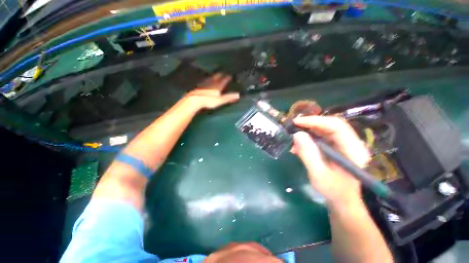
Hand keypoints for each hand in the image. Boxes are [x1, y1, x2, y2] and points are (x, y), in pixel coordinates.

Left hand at [184, 73, 239, 109]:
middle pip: (218, 76)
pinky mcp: (200, 85)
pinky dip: (208, 79)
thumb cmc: (209, 101)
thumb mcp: (221, 100)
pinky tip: (207, 80)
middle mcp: (212, 82)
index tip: (230, 76)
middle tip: (224, 73)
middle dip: (222, 74)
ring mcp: (205, 83)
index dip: (228, 77)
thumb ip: (229, 97)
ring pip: (211, 77)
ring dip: (215, 75)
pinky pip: (206, 80)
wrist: (195, 100)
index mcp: (218, 85)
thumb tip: (238, 95)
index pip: (224, 79)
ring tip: (217, 74)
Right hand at [290, 116, 370, 208]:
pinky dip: (308, 139)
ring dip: (307, 132)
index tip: (297, 122)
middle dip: (310, 124)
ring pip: (324, 130)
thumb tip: (297, 134)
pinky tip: (299, 147)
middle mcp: (351, 143)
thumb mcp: (318, 174)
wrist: (342, 200)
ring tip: (294, 141)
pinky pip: (321, 137)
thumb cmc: (333, 190)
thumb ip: (308, 154)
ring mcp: (344, 144)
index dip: (315, 121)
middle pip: (330, 125)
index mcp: (353, 150)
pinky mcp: (336, 147)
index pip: (336, 126)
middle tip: (293, 127)